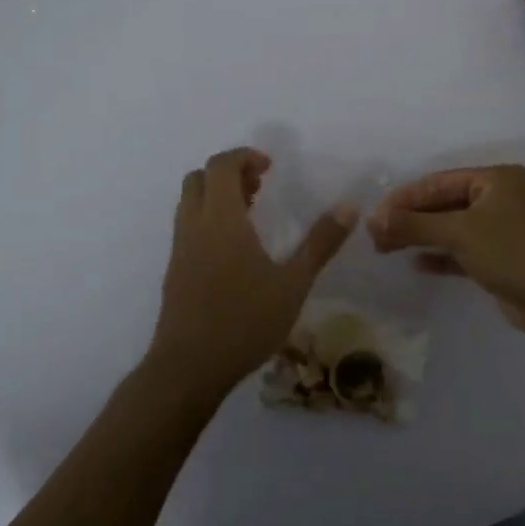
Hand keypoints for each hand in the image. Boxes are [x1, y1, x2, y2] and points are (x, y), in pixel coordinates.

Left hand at [145, 147, 356, 400]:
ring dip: (217, 196)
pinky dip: (208, 219)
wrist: (188, 368)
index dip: (244, 157)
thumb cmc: (244, 322)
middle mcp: (194, 226)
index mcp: (221, 220)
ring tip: (251, 216)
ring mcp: (179, 249)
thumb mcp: (292, 283)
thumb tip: (350, 206)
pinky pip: (188, 227)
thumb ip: (320, 243)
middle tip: (260, 188)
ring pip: (190, 202)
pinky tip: (235, 251)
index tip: (270, 169)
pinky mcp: (174, 271)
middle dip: (229, 173)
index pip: (221, 165)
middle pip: (199, 177)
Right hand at [367, 165, 524, 344]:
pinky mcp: (501, 257)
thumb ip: (415, 225)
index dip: (404, 198)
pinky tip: (416, 264)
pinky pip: (462, 250)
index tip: (373, 217)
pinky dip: (440, 256)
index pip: (439, 181)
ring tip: (385, 249)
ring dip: (421, 237)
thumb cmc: (513, 253)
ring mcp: (502, 228)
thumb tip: (373, 220)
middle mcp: (500, 198)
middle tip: (375, 237)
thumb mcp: (461, 233)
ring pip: (452, 228)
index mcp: (496, 179)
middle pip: (444, 203)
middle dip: (410, 219)